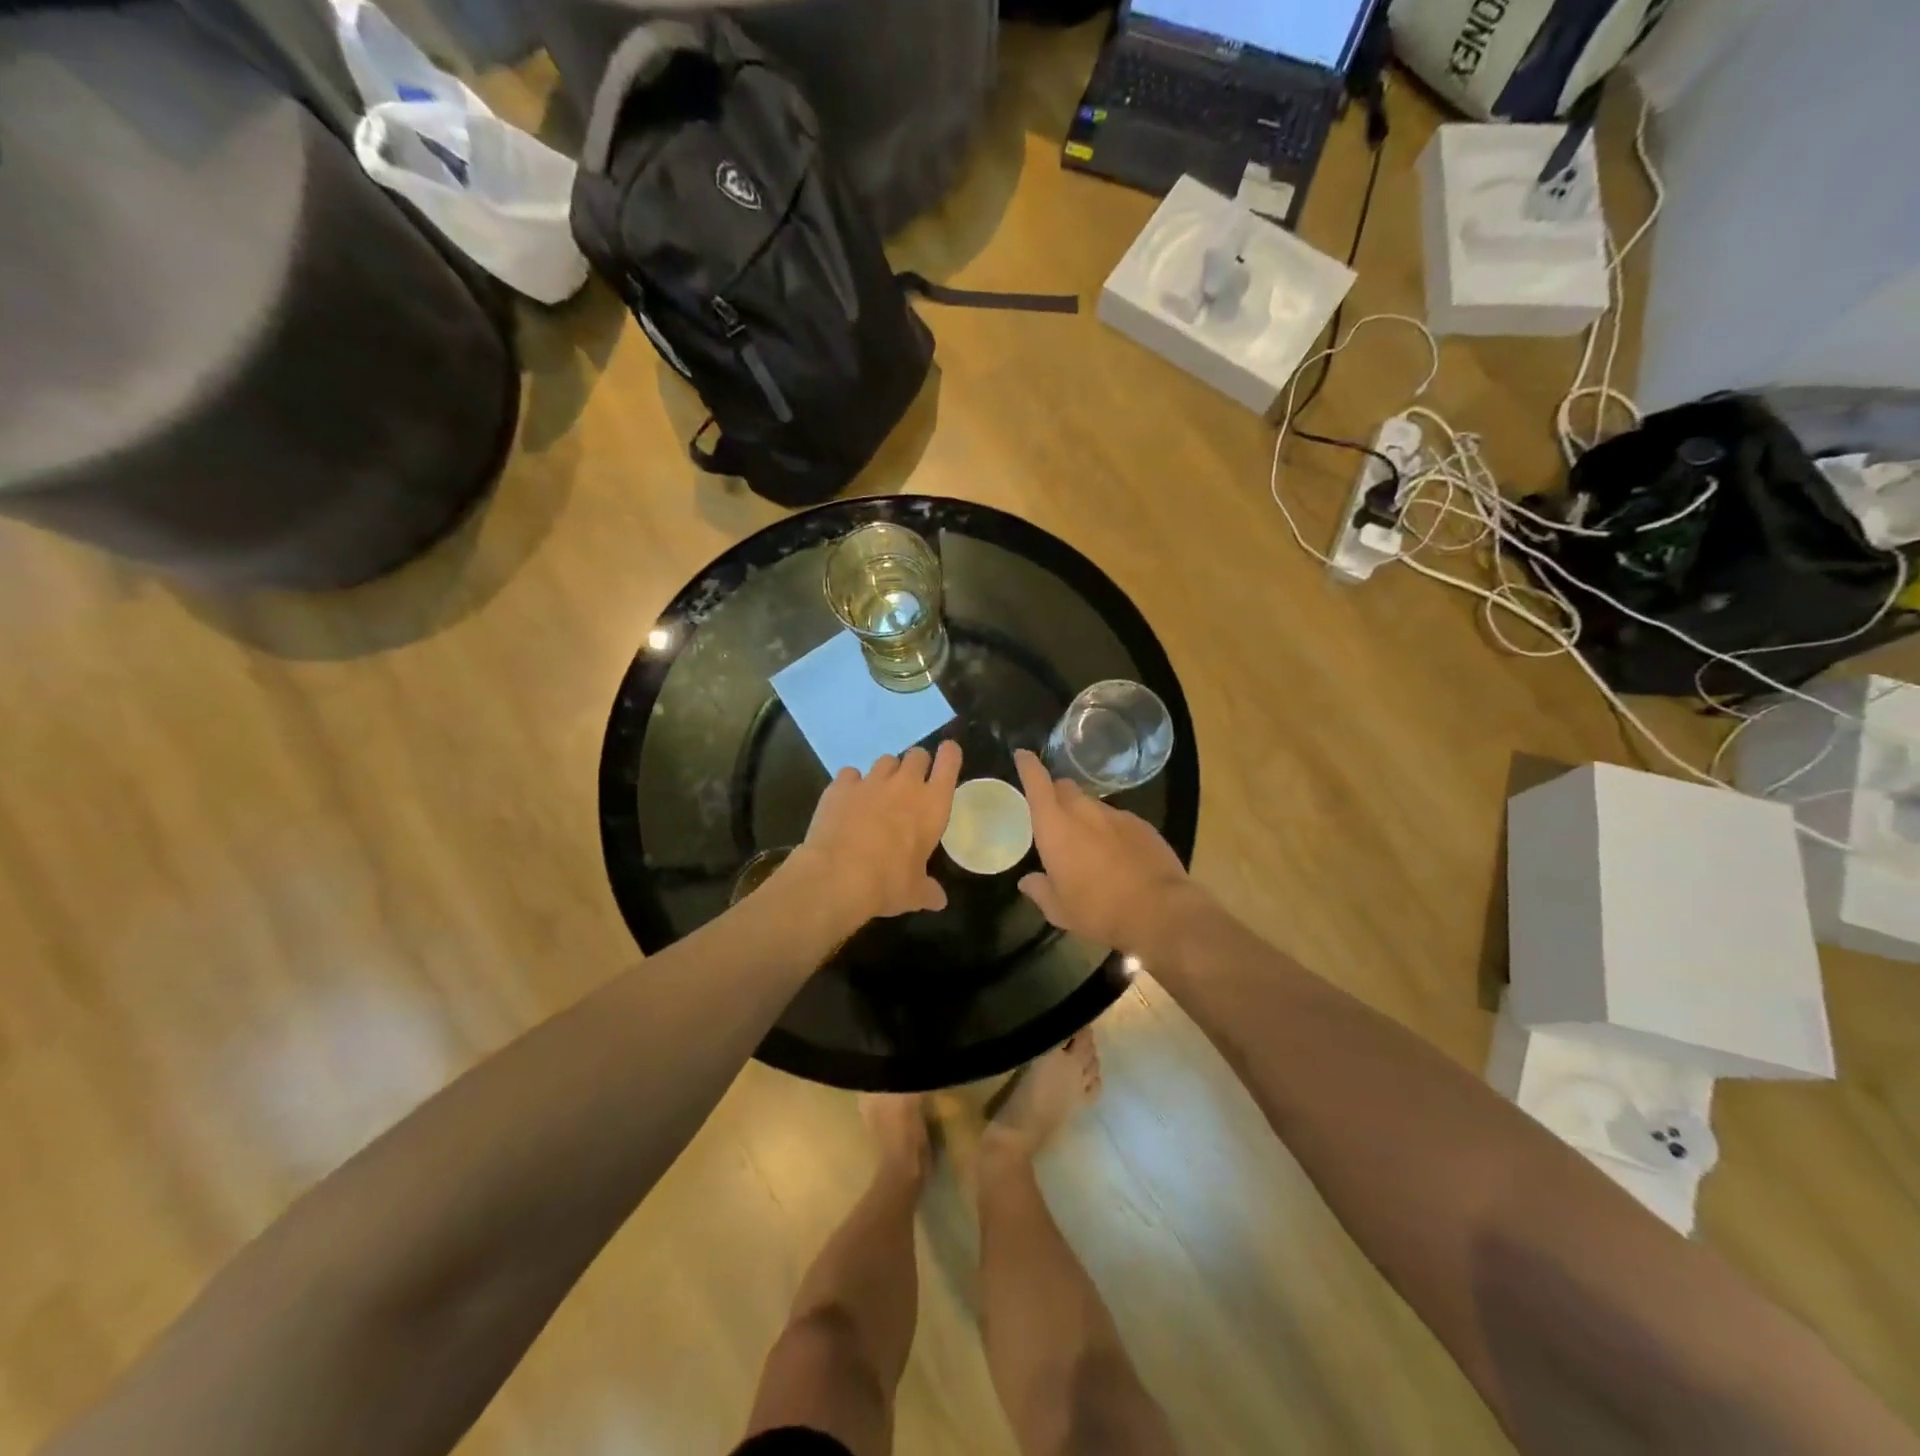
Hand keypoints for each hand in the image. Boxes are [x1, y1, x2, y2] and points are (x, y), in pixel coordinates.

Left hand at [787, 741, 962, 925]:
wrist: (838, 876)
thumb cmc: (888, 883)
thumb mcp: (914, 893)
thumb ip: (928, 891)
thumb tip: (938, 901)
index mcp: (932, 805)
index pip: (949, 762)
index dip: (949, 754)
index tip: (948, 755)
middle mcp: (905, 784)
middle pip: (917, 754)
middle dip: (917, 765)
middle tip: (911, 785)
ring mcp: (871, 781)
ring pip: (885, 760)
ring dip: (887, 773)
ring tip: (879, 793)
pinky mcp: (840, 786)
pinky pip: (851, 773)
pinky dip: (852, 783)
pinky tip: (848, 800)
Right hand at [1013, 749, 1197, 958]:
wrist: (1159, 911)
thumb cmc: (1098, 910)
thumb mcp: (1060, 910)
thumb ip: (1040, 890)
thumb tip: (1027, 881)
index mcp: (1055, 826)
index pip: (1037, 784)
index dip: (1028, 767)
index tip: (1023, 755)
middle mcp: (1084, 812)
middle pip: (1065, 788)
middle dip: (1056, 794)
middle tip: (1054, 816)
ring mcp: (1116, 815)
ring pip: (1093, 805)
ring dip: (1085, 817)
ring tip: (1088, 845)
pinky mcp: (1142, 825)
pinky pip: (1118, 820)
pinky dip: (1111, 830)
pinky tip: (1117, 855)